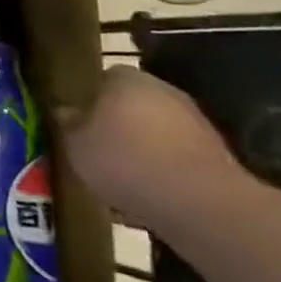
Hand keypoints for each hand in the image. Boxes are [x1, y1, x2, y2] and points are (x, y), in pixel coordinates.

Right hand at [59, 66, 242, 232]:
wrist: (199, 202)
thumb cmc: (125, 161)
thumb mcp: (76, 145)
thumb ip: (68, 124)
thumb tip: (65, 111)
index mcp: (125, 78)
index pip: (102, 78)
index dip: (89, 99)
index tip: (79, 122)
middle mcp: (162, 90)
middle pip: (132, 103)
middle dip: (117, 123)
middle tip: (98, 148)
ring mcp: (194, 121)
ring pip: (155, 130)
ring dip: (142, 147)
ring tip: (122, 176)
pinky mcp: (215, 154)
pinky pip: (176, 156)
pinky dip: (163, 169)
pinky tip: (150, 193)